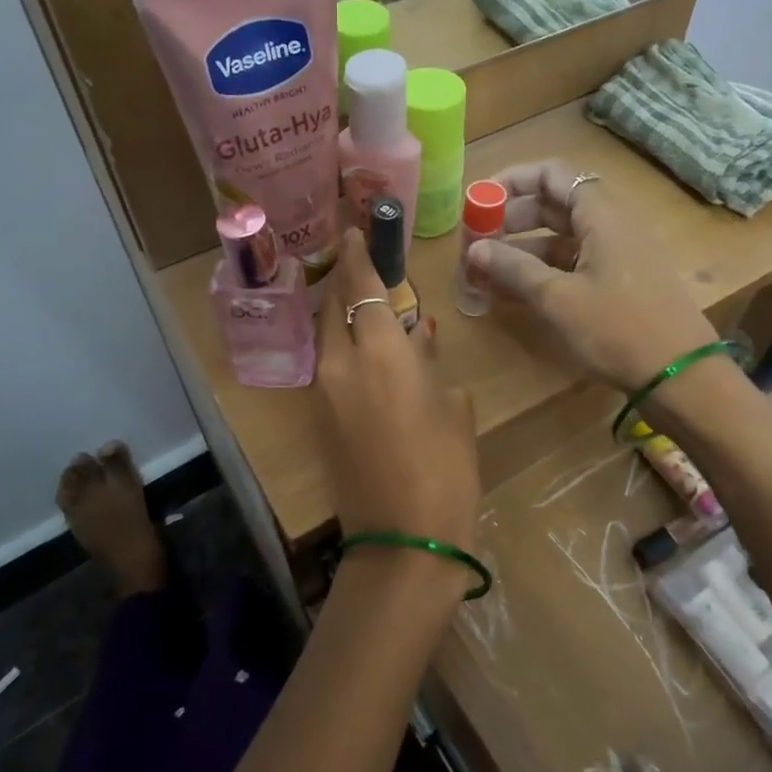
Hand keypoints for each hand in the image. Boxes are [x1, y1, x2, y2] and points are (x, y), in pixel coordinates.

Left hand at [315, 229, 480, 600]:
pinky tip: (367, 353)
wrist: (403, 541)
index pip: (362, 286)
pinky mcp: (319, 419)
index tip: (355, 230)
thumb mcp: (453, 408)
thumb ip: (431, 363)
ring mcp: (324, 392)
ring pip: (328, 335)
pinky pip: (329, 366)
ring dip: (343, 315)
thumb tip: (419, 338)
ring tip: (368, 307)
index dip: (358, 255)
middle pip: (334, 305)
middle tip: (364, 266)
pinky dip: (343, 347)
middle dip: (346, 280)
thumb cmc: (446, 470)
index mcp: (381, 353)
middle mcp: (341, 363)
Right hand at [465, 160, 718, 392]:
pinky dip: (543, 271)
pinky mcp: (620, 282)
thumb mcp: (559, 298)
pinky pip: (574, 263)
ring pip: (562, 238)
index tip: (479, 202)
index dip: (513, 181)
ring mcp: (618, 254)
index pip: (552, 174)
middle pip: (555, 204)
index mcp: (601, 214)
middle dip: (512, 219)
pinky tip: (514, 292)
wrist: (681, 374)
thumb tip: (474, 249)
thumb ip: (515, 269)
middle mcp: (611, 225)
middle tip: (477, 240)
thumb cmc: (619, 328)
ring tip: (485, 271)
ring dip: (524, 250)